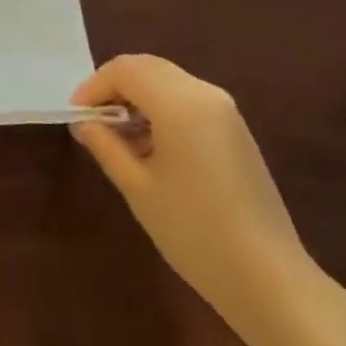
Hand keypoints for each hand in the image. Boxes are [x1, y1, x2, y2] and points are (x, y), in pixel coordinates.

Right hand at [71, 55, 312, 328]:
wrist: (269, 278)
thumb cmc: (195, 232)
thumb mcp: (140, 190)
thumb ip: (107, 147)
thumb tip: (84, 124)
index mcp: (178, 101)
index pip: (125, 69)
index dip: (95, 86)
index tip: (76, 115)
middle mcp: (203, 91)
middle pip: (148, 68)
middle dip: (116, 87)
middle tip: (93, 121)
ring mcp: (224, 108)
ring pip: (169, 81)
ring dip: (139, 97)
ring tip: (118, 138)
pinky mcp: (235, 128)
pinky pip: (188, 99)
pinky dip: (163, 109)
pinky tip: (152, 147)